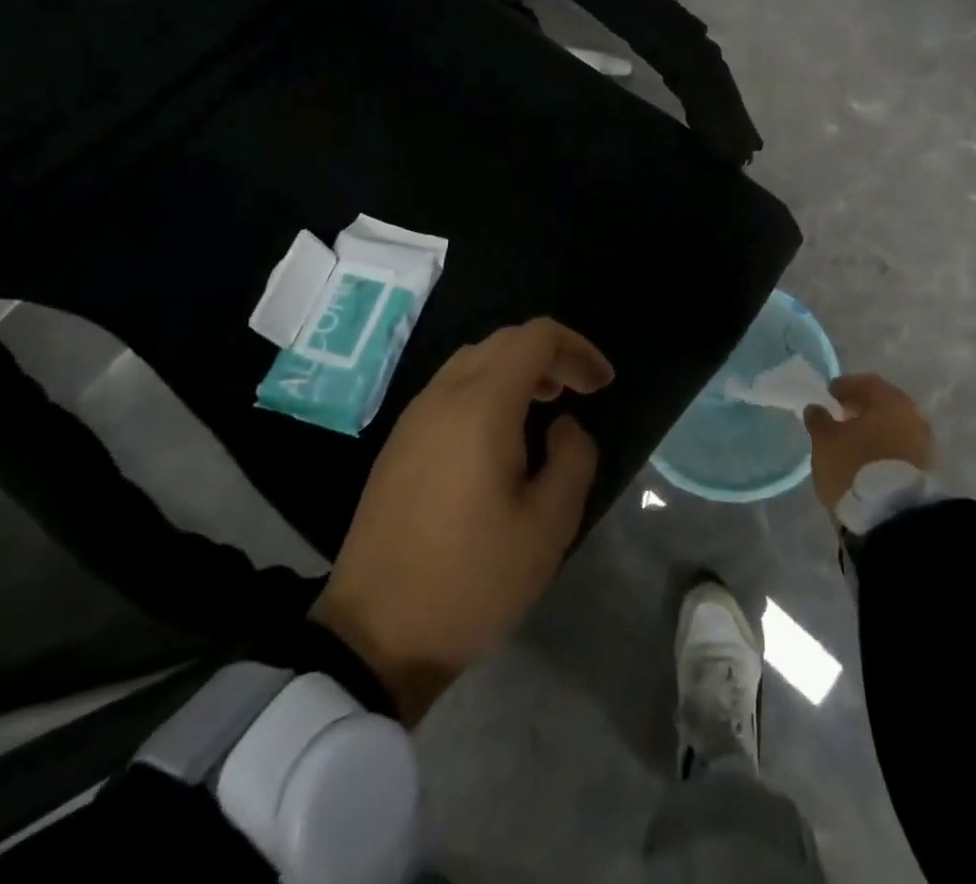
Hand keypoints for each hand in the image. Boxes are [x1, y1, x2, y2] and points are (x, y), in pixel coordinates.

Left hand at [310, 318, 613, 722]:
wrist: (373, 637)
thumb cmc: (472, 579)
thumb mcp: (549, 526)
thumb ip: (573, 458)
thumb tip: (563, 426)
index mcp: (481, 405)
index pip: (536, 338)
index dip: (578, 349)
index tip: (602, 385)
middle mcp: (443, 396)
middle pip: (504, 341)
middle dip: (550, 355)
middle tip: (581, 390)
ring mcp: (413, 418)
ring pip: (473, 361)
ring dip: (516, 369)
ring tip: (546, 405)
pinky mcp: (398, 444)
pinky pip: (450, 389)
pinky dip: (486, 388)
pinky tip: (501, 433)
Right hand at [803, 373, 934, 522]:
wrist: (892, 518)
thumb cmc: (855, 467)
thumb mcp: (825, 441)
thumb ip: (819, 420)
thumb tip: (816, 408)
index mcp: (891, 401)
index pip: (867, 382)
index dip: (845, 386)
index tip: (828, 395)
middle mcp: (913, 417)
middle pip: (883, 404)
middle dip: (860, 408)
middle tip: (837, 416)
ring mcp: (922, 445)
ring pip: (892, 428)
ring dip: (871, 430)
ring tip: (848, 442)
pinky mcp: (923, 471)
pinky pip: (898, 448)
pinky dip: (881, 448)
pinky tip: (864, 460)